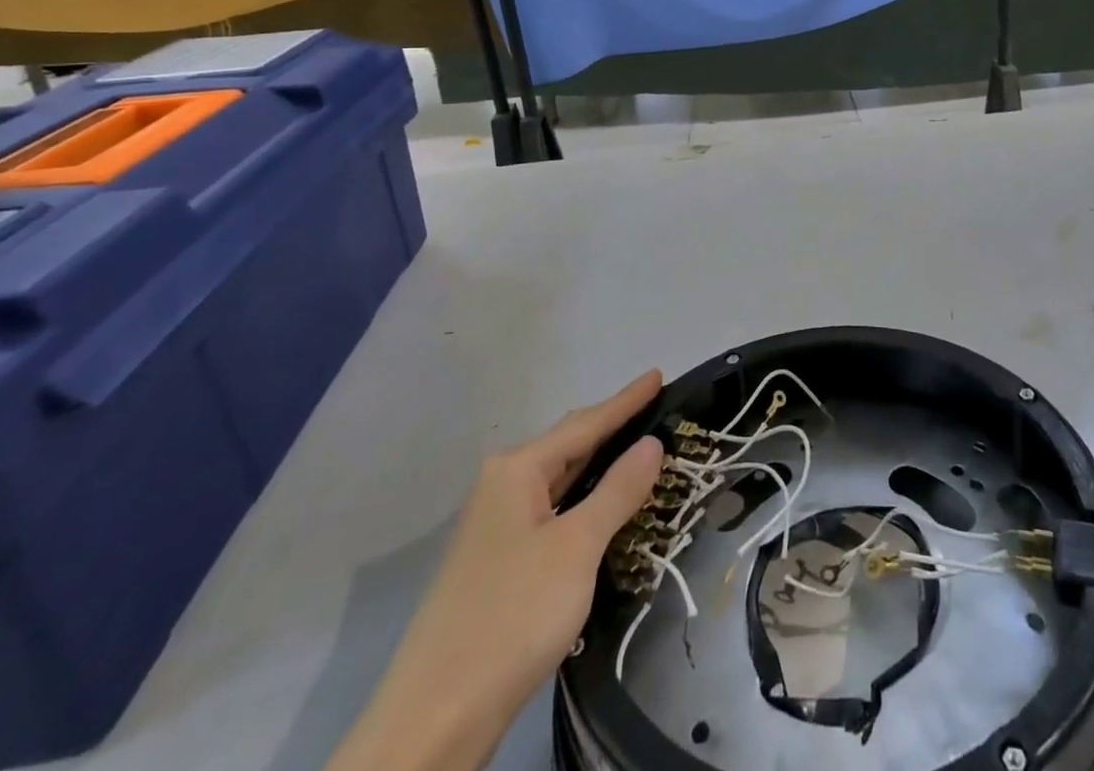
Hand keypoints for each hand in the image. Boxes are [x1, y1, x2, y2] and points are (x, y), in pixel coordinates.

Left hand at [326, 373, 664, 770]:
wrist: (435, 719)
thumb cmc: (512, 615)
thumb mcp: (576, 547)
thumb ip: (617, 491)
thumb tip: (651, 443)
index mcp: (516, 470)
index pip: (585, 423)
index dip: (626, 401)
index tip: (658, 374)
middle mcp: (502, 488)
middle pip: (568, 447)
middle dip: (612, 429)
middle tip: (656, 411)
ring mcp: (496, 528)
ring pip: (559, 483)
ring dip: (599, 468)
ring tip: (639, 451)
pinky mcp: (498, 565)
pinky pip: (552, 514)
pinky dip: (583, 503)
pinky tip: (602, 511)